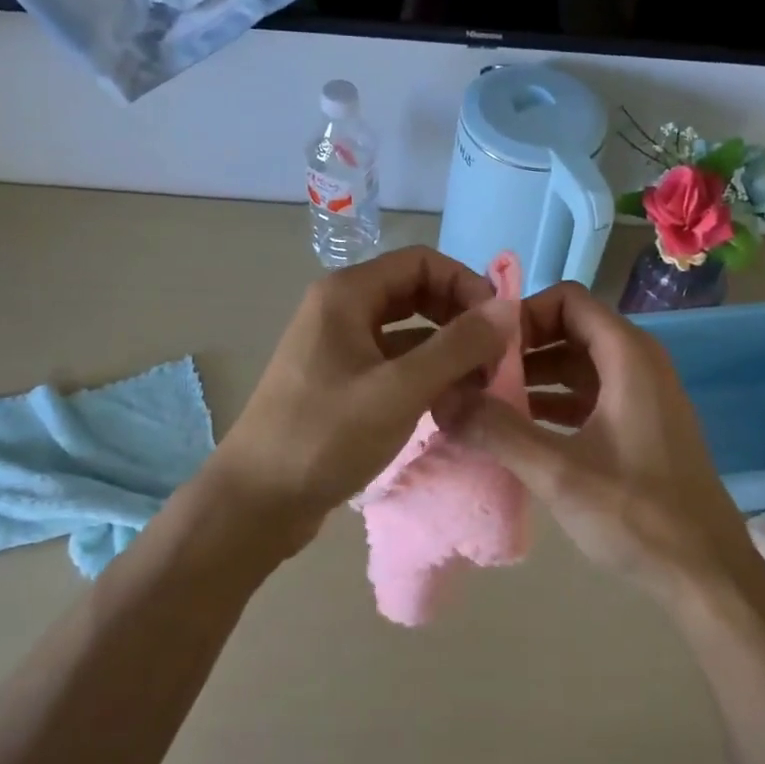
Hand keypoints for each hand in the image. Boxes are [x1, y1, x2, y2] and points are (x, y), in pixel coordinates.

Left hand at [206, 246, 503, 548]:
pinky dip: (425, 375)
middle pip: (416, 292)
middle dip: (459, 319)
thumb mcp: (399, 390)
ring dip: (446, 350)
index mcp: (347, 294)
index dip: (466, 285)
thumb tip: (507, 309)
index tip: (497, 328)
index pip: (422, 262)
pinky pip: (393, 362)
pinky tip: (449, 403)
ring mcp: (338, 347)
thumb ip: (456, 346)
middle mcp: (340, 309)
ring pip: (407, 331)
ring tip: (479, 386)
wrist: (257, 501)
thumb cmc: (326, 437)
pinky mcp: (340, 382)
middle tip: (493, 359)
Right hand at [438, 282, 754, 599]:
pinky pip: (590, 396)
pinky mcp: (640, 427)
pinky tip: (518, 430)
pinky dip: (554, 403)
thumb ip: (498, 430)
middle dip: (521, 348)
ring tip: (484, 404)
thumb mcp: (559, 472)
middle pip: (571, 329)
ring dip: (534, 377)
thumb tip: (441, 396)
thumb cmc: (637, 514)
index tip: (483, 348)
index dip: (522, 314)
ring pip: (579, 365)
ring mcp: (642, 396)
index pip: (567, 300)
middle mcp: (639, 363)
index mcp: (628, 356)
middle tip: (474, 377)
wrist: (706, 573)